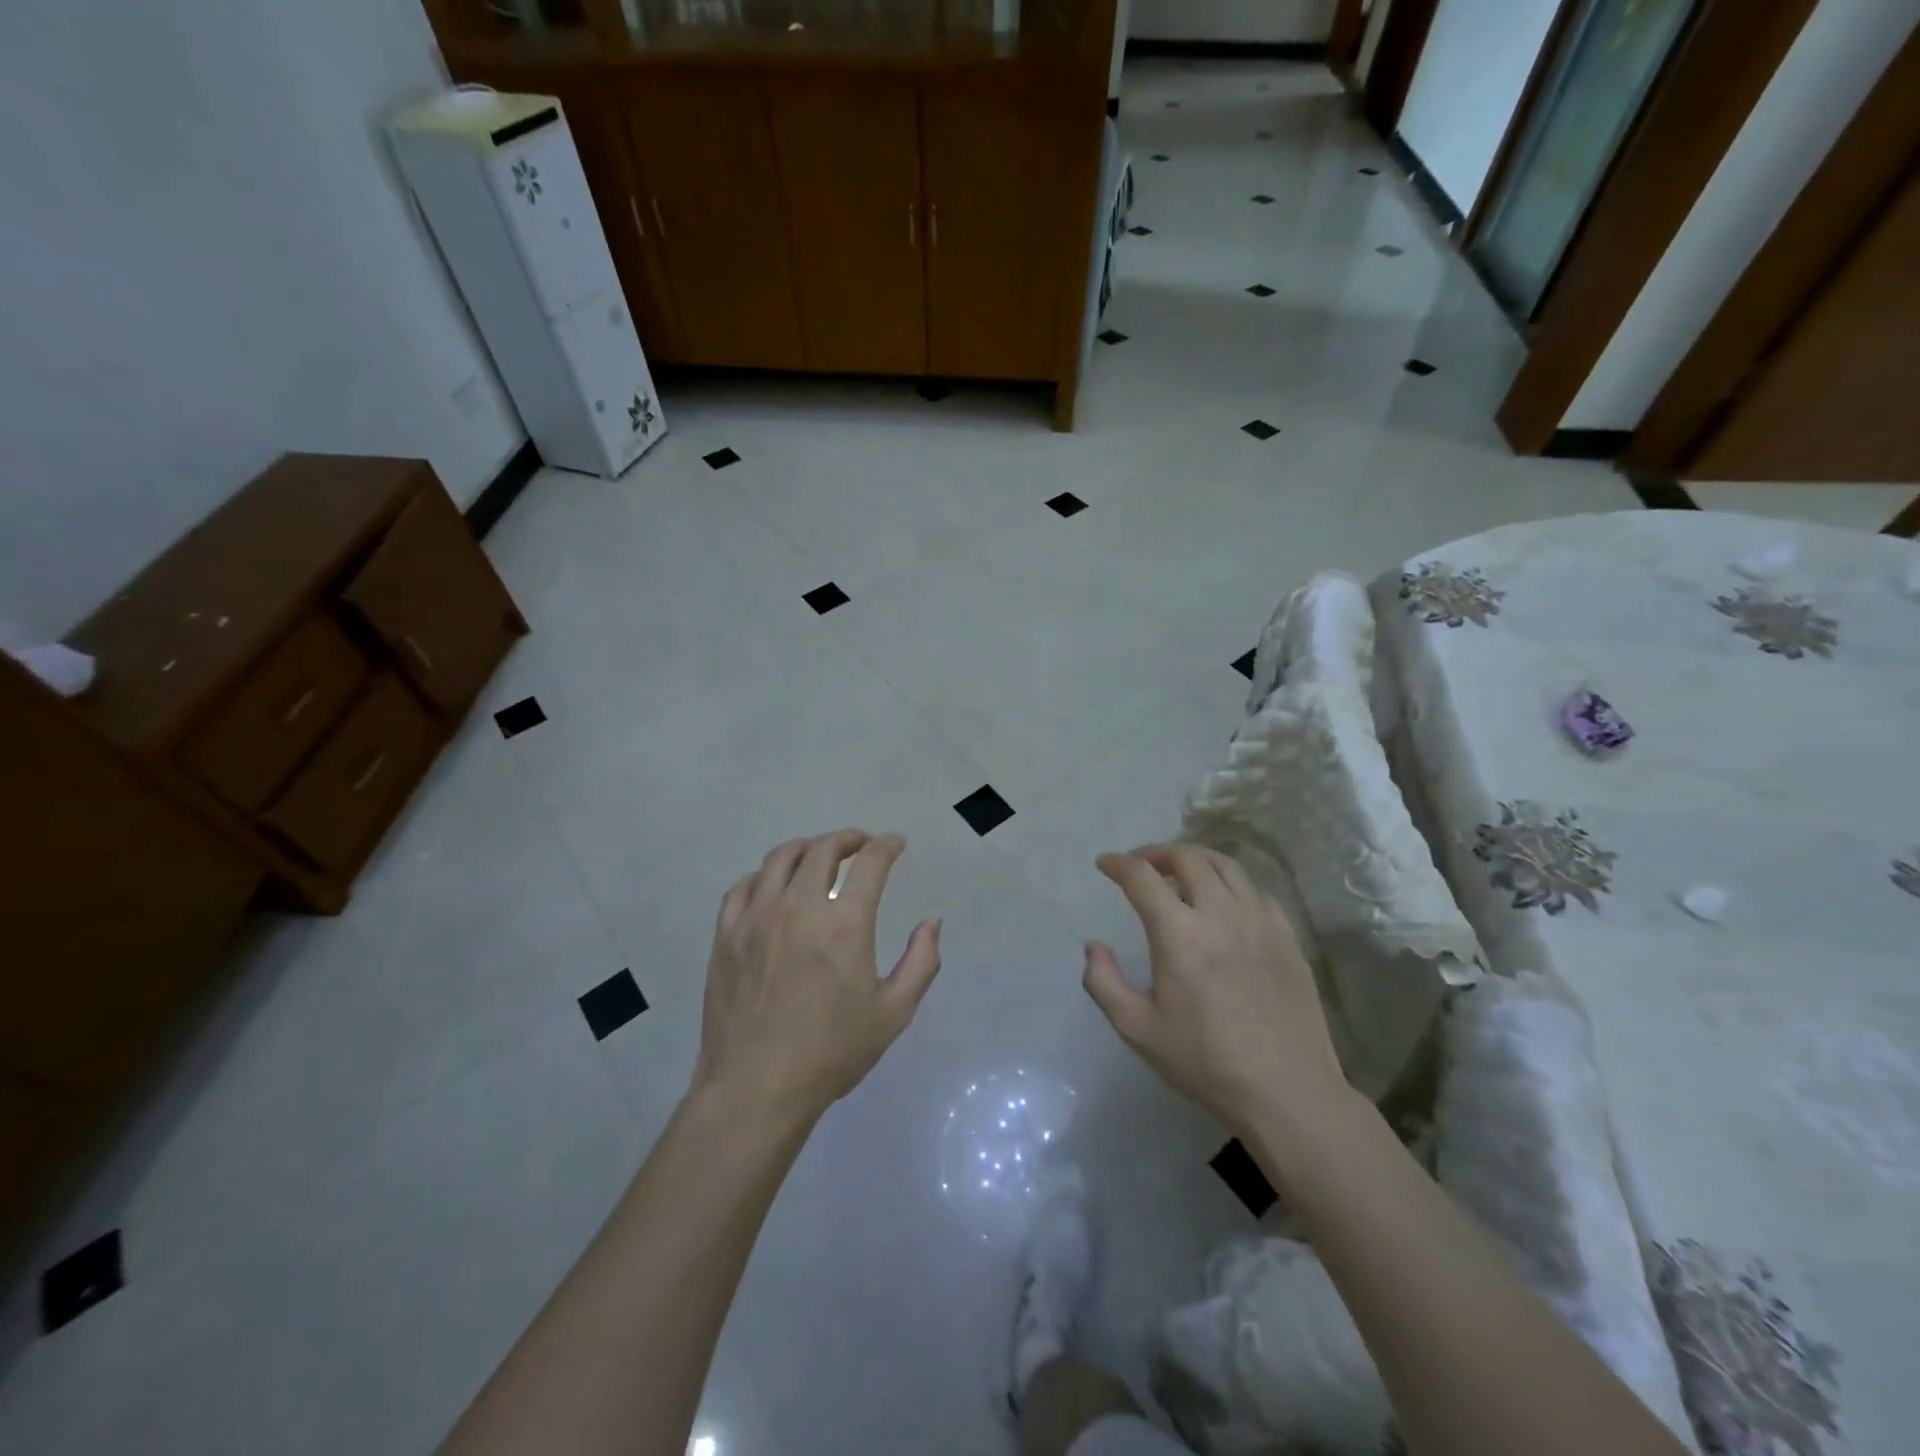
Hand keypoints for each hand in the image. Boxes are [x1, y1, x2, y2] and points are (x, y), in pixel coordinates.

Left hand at [694, 830, 941, 1126]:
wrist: (756, 1089)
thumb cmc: (831, 1053)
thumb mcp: (893, 1013)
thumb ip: (921, 962)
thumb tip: (931, 922)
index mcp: (844, 924)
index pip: (871, 862)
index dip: (887, 846)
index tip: (895, 844)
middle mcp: (799, 907)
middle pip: (823, 848)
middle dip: (849, 839)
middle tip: (861, 846)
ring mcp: (757, 917)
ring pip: (781, 857)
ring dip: (807, 848)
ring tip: (819, 857)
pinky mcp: (726, 934)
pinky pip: (744, 886)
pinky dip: (766, 875)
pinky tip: (774, 886)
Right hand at [1083, 844, 1347, 1136]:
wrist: (1287, 1092)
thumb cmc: (1205, 1062)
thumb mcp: (1137, 1029)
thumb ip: (1103, 982)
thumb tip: (1094, 946)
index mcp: (1179, 934)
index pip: (1142, 877)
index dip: (1118, 864)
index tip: (1105, 864)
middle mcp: (1221, 914)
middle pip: (1187, 858)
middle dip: (1156, 853)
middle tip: (1141, 866)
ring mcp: (1260, 921)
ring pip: (1225, 865)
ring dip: (1195, 860)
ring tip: (1179, 873)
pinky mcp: (1287, 936)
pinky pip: (1254, 890)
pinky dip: (1230, 883)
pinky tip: (1223, 903)